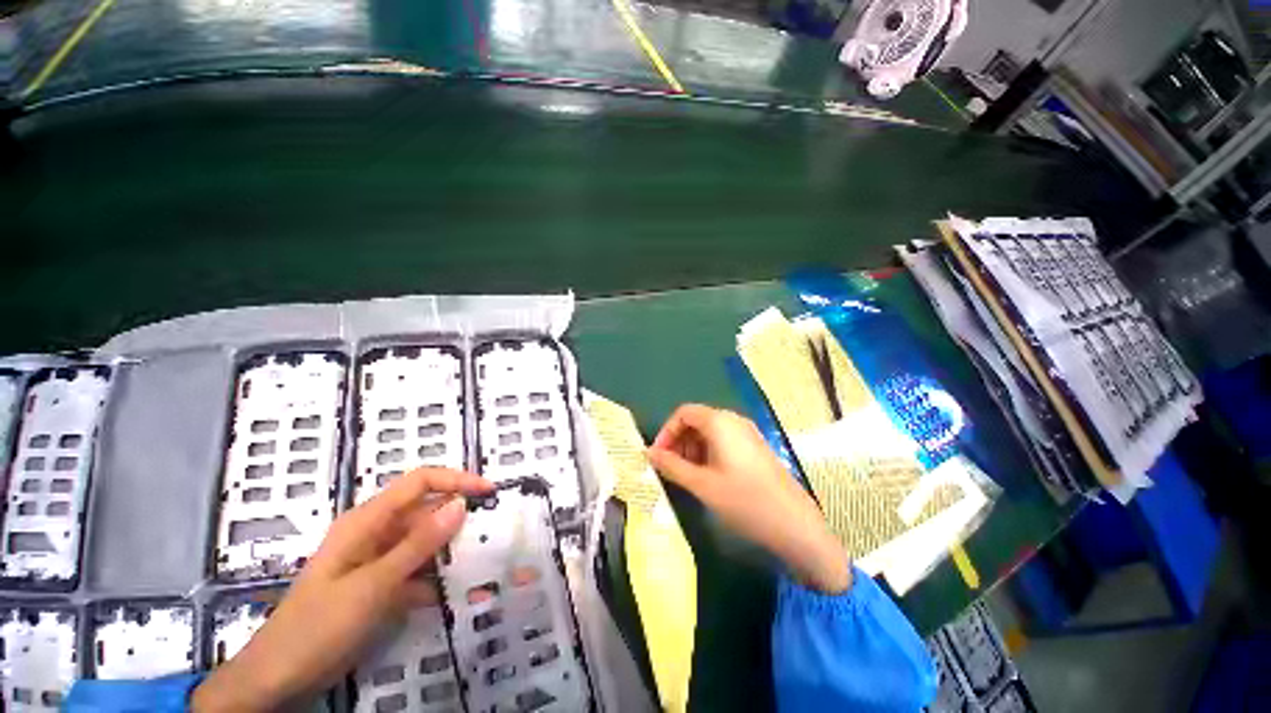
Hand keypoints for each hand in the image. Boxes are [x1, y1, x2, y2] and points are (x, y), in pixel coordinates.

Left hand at [192, 467, 493, 712]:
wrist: (291, 664)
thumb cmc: (325, 621)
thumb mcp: (373, 586)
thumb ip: (415, 548)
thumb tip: (457, 506)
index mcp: (363, 523)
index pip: (414, 485)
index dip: (453, 481)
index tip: (494, 492)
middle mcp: (369, 538)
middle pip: (418, 516)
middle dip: (457, 521)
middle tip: (501, 538)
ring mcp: (372, 568)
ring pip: (418, 551)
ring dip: (449, 557)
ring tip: (490, 569)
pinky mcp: (374, 594)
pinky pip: (411, 580)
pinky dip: (434, 586)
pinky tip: (459, 599)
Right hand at [647, 404, 850, 593]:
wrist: (790, 520)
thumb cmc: (742, 500)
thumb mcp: (701, 485)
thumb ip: (672, 467)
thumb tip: (648, 454)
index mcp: (721, 423)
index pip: (684, 413)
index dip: (666, 433)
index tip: (657, 459)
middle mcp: (736, 422)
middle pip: (698, 421)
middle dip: (679, 443)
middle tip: (669, 472)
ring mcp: (750, 437)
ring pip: (712, 435)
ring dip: (693, 452)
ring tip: (686, 480)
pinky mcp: (757, 453)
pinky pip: (726, 445)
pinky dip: (709, 458)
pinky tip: (708, 483)